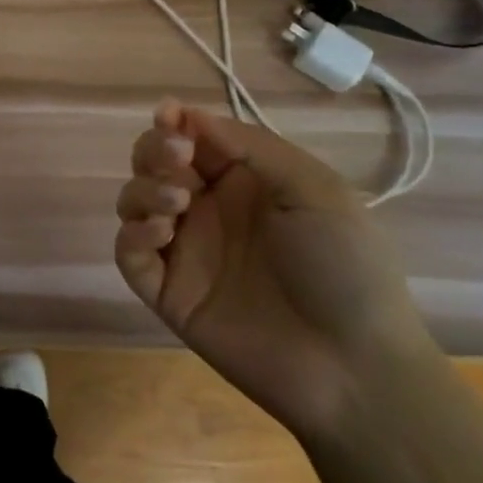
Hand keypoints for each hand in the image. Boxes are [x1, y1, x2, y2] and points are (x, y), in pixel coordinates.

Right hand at [115, 98, 433, 438]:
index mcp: (244, 181)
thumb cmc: (343, 266)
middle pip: (154, 163)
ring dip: (145, 188)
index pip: (193, 137)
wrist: (353, 367)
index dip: (174, 122)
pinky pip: (129, 253)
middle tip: (175, 159)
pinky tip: (161, 232)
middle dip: (154, 150)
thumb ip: (250, 146)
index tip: (168, 117)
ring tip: (178, 201)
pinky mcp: (168, 292)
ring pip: (134, 200)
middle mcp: (208, 209)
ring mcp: (186, 251)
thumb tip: (187, 115)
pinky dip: (133, 233)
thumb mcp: (313, 188)